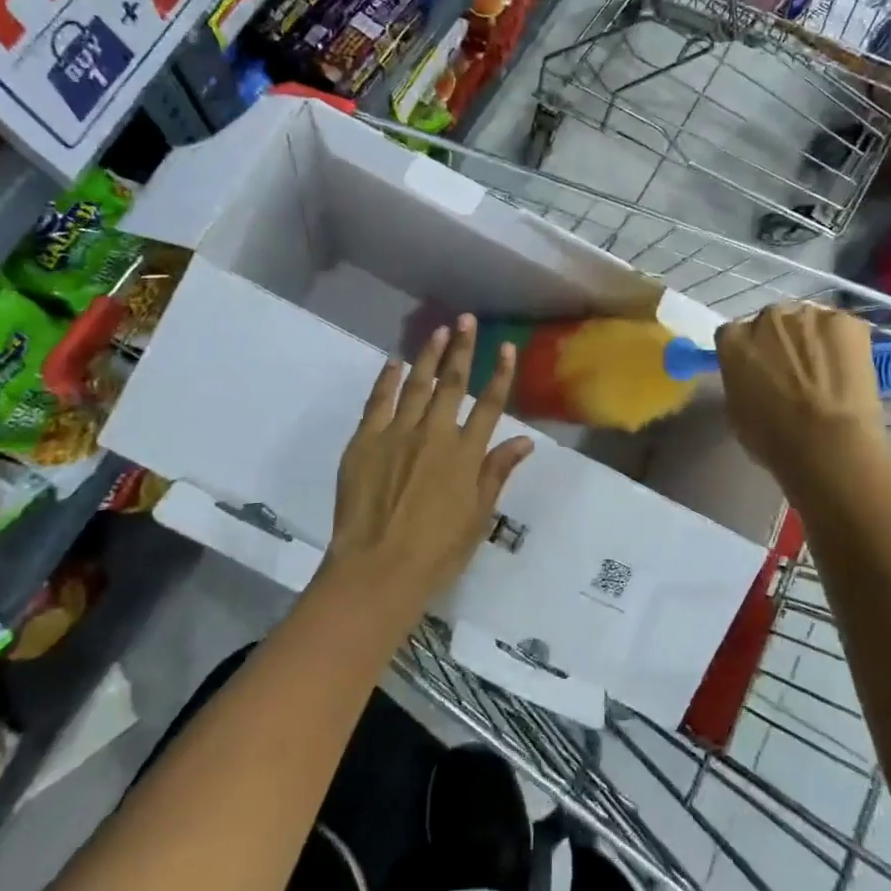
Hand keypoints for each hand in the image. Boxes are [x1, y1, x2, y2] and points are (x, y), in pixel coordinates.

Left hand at [324, 315, 533, 626]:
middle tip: (466, 320)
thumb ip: (497, 473)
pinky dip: (387, 379)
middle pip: (453, 383)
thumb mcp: (478, 517)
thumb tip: (525, 441)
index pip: (490, 404)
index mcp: (466, 454)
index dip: (500, 374)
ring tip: (438, 331)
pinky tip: (394, 362)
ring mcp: (397, 434)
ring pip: (417, 384)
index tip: (507, 347)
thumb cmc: (436, 552)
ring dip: (429, 355)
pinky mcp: (365, 441)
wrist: (377, 570)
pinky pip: (378, 402)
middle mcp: (435, 434)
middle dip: (463, 348)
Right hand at [715, 304, 885, 495]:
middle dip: (780, 342)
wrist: (829, 445)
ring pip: (808, 323)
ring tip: (827, 372)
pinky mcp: (846, 322)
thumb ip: (739, 380)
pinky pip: (841, 329)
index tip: (761, 372)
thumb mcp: (736, 412)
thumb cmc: (774, 439)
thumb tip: (753, 377)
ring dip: (812, 340)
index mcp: (733, 339)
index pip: (735, 335)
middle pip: (772, 323)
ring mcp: (808, 315)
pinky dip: (844, 345)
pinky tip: (848, 372)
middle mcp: (766, 317)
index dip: (750, 354)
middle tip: (795, 372)